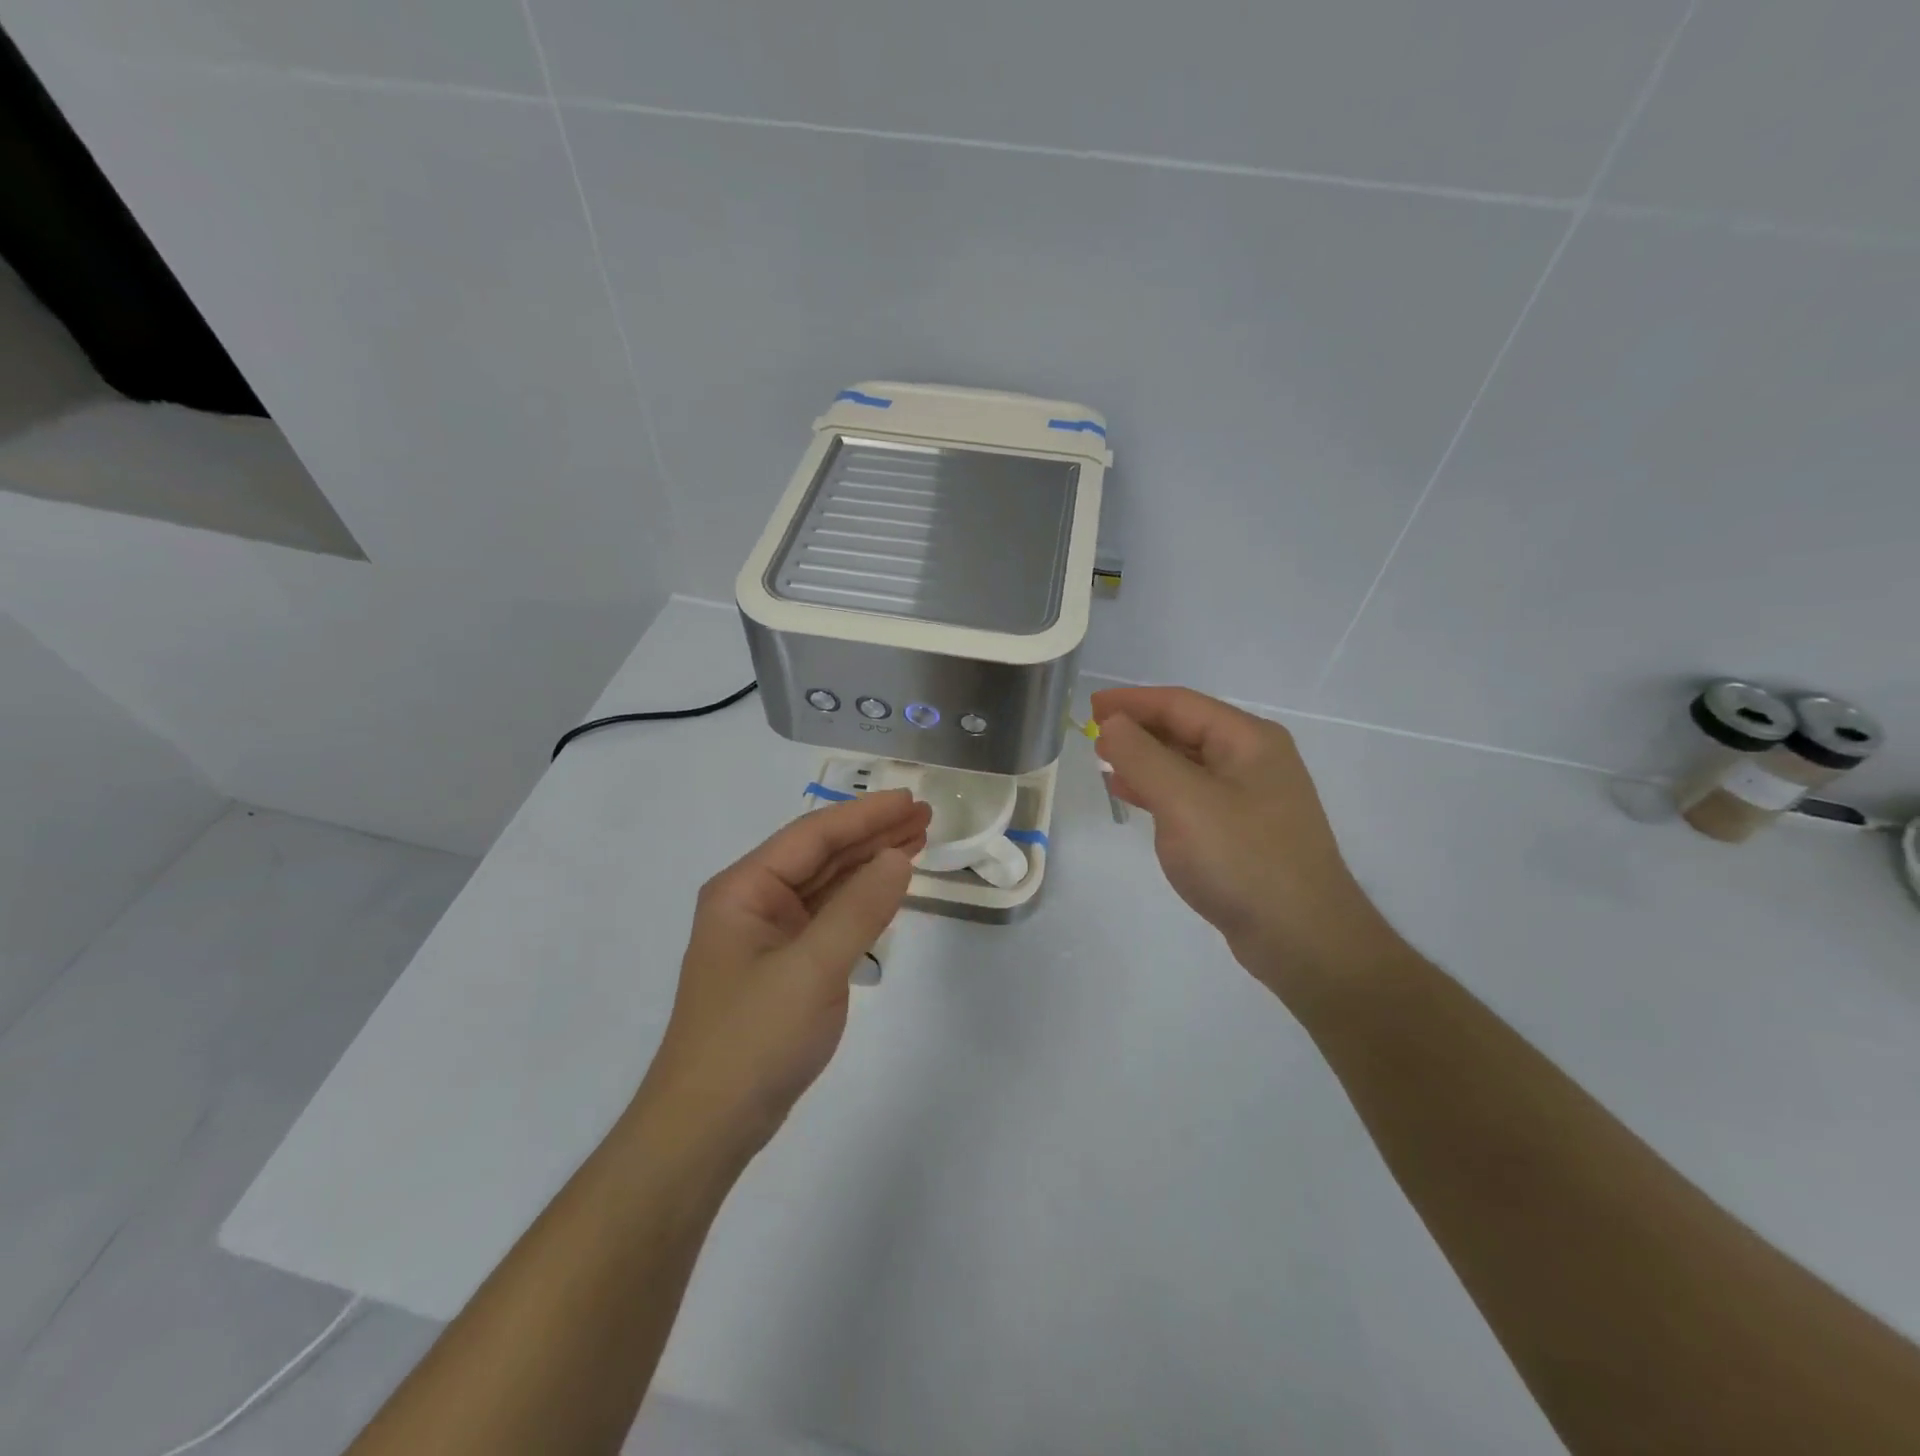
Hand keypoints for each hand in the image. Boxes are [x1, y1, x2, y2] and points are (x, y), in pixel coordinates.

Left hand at [636, 789, 930, 1161]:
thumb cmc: (753, 1039)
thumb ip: (859, 908)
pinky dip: (861, 903)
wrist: (707, 1128)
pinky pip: (828, 919)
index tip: (912, 801)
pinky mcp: (784, 967)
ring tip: (917, 842)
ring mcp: (768, 937)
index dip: (865, 815)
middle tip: (925, 817)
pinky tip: (888, 890)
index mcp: (745, 889)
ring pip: (827, 886)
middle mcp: (753, 903)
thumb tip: (899, 857)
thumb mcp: (812, 968)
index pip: (814, 836)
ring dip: (870, 864)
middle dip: (872, 834)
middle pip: (821, 855)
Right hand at [1092, 686, 1395, 997]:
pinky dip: (1160, 791)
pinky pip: (1192, 796)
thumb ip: (1142, 756)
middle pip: (1186, 730)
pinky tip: (1135, 798)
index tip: (1090, 706)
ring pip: (1187, 764)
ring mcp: (1251, 798)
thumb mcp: (1183, 801)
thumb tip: (1113, 724)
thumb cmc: (1242, 859)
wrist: (1302, 938)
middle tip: (1093, 735)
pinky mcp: (1243, 832)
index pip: (1180, 704)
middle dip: (1138, 730)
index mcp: (1248, 740)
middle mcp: (1254, 760)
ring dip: (1145, 760)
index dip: (1132, 702)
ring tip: (1105, 763)